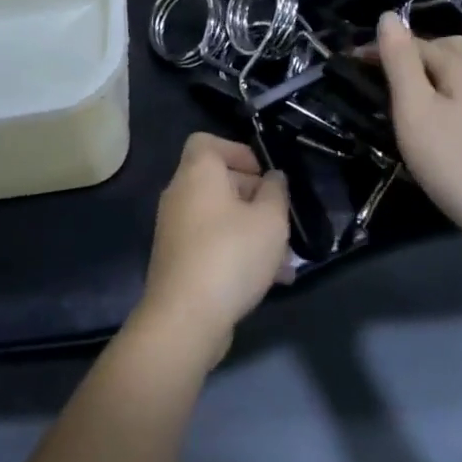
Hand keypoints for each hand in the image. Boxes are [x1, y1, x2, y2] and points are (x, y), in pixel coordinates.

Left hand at [134, 133, 289, 368]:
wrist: (185, 318)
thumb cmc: (231, 255)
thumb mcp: (270, 220)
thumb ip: (276, 192)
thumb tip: (273, 178)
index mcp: (197, 173)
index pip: (207, 142)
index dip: (238, 151)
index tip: (264, 174)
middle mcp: (180, 194)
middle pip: (218, 181)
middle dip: (254, 197)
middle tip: (282, 218)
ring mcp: (175, 229)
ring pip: (220, 218)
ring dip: (252, 231)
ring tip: (285, 259)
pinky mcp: (177, 261)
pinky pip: (212, 244)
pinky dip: (237, 252)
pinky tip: (269, 281)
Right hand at [376, 11, 461, 241]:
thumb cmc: (455, 162)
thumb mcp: (414, 110)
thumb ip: (400, 61)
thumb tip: (388, 16)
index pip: (413, 42)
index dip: (380, 50)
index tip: (351, 66)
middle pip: (443, 49)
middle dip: (410, 56)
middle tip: (381, 80)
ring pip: (461, 71)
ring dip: (432, 75)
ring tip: (408, 99)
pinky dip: (451, 94)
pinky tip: (444, 119)